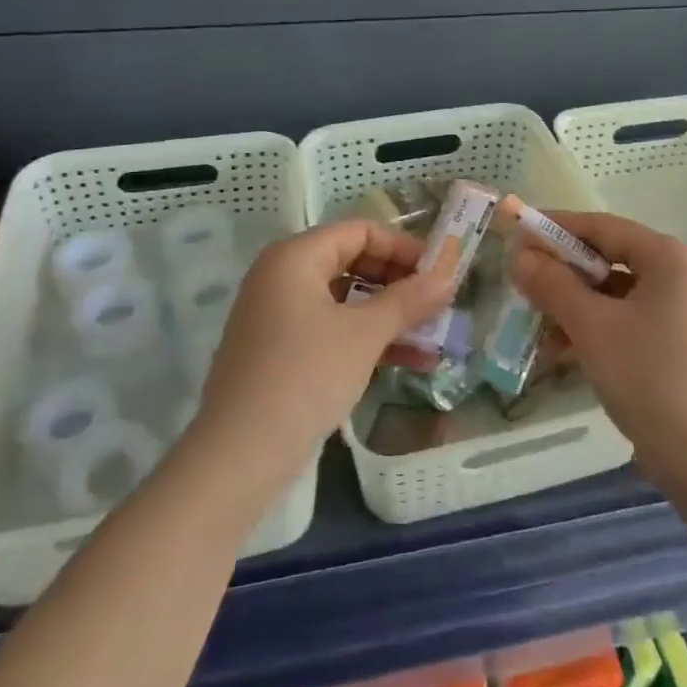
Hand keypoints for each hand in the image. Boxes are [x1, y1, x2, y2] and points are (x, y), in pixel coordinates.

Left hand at [188, 220, 456, 493]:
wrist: (239, 456)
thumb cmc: (305, 376)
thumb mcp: (364, 335)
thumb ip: (408, 300)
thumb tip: (447, 276)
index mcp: (295, 257)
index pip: (360, 231)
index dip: (403, 247)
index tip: (440, 271)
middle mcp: (283, 276)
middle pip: (353, 261)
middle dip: (399, 282)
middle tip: (439, 303)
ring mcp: (279, 316)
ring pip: (346, 300)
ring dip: (390, 315)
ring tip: (435, 335)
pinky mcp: (282, 351)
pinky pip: (333, 329)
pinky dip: (368, 339)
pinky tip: (412, 361)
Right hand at [508, 211, 686, 486]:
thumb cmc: (649, 378)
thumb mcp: (591, 327)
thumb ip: (552, 284)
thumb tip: (519, 254)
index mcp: (669, 258)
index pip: (602, 226)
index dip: (556, 228)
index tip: (516, 234)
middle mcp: (680, 275)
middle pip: (608, 258)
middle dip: (562, 273)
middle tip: (522, 284)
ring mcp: (681, 310)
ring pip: (613, 292)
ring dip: (573, 306)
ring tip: (537, 329)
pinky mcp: (676, 342)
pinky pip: (626, 319)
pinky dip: (594, 328)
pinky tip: (562, 353)